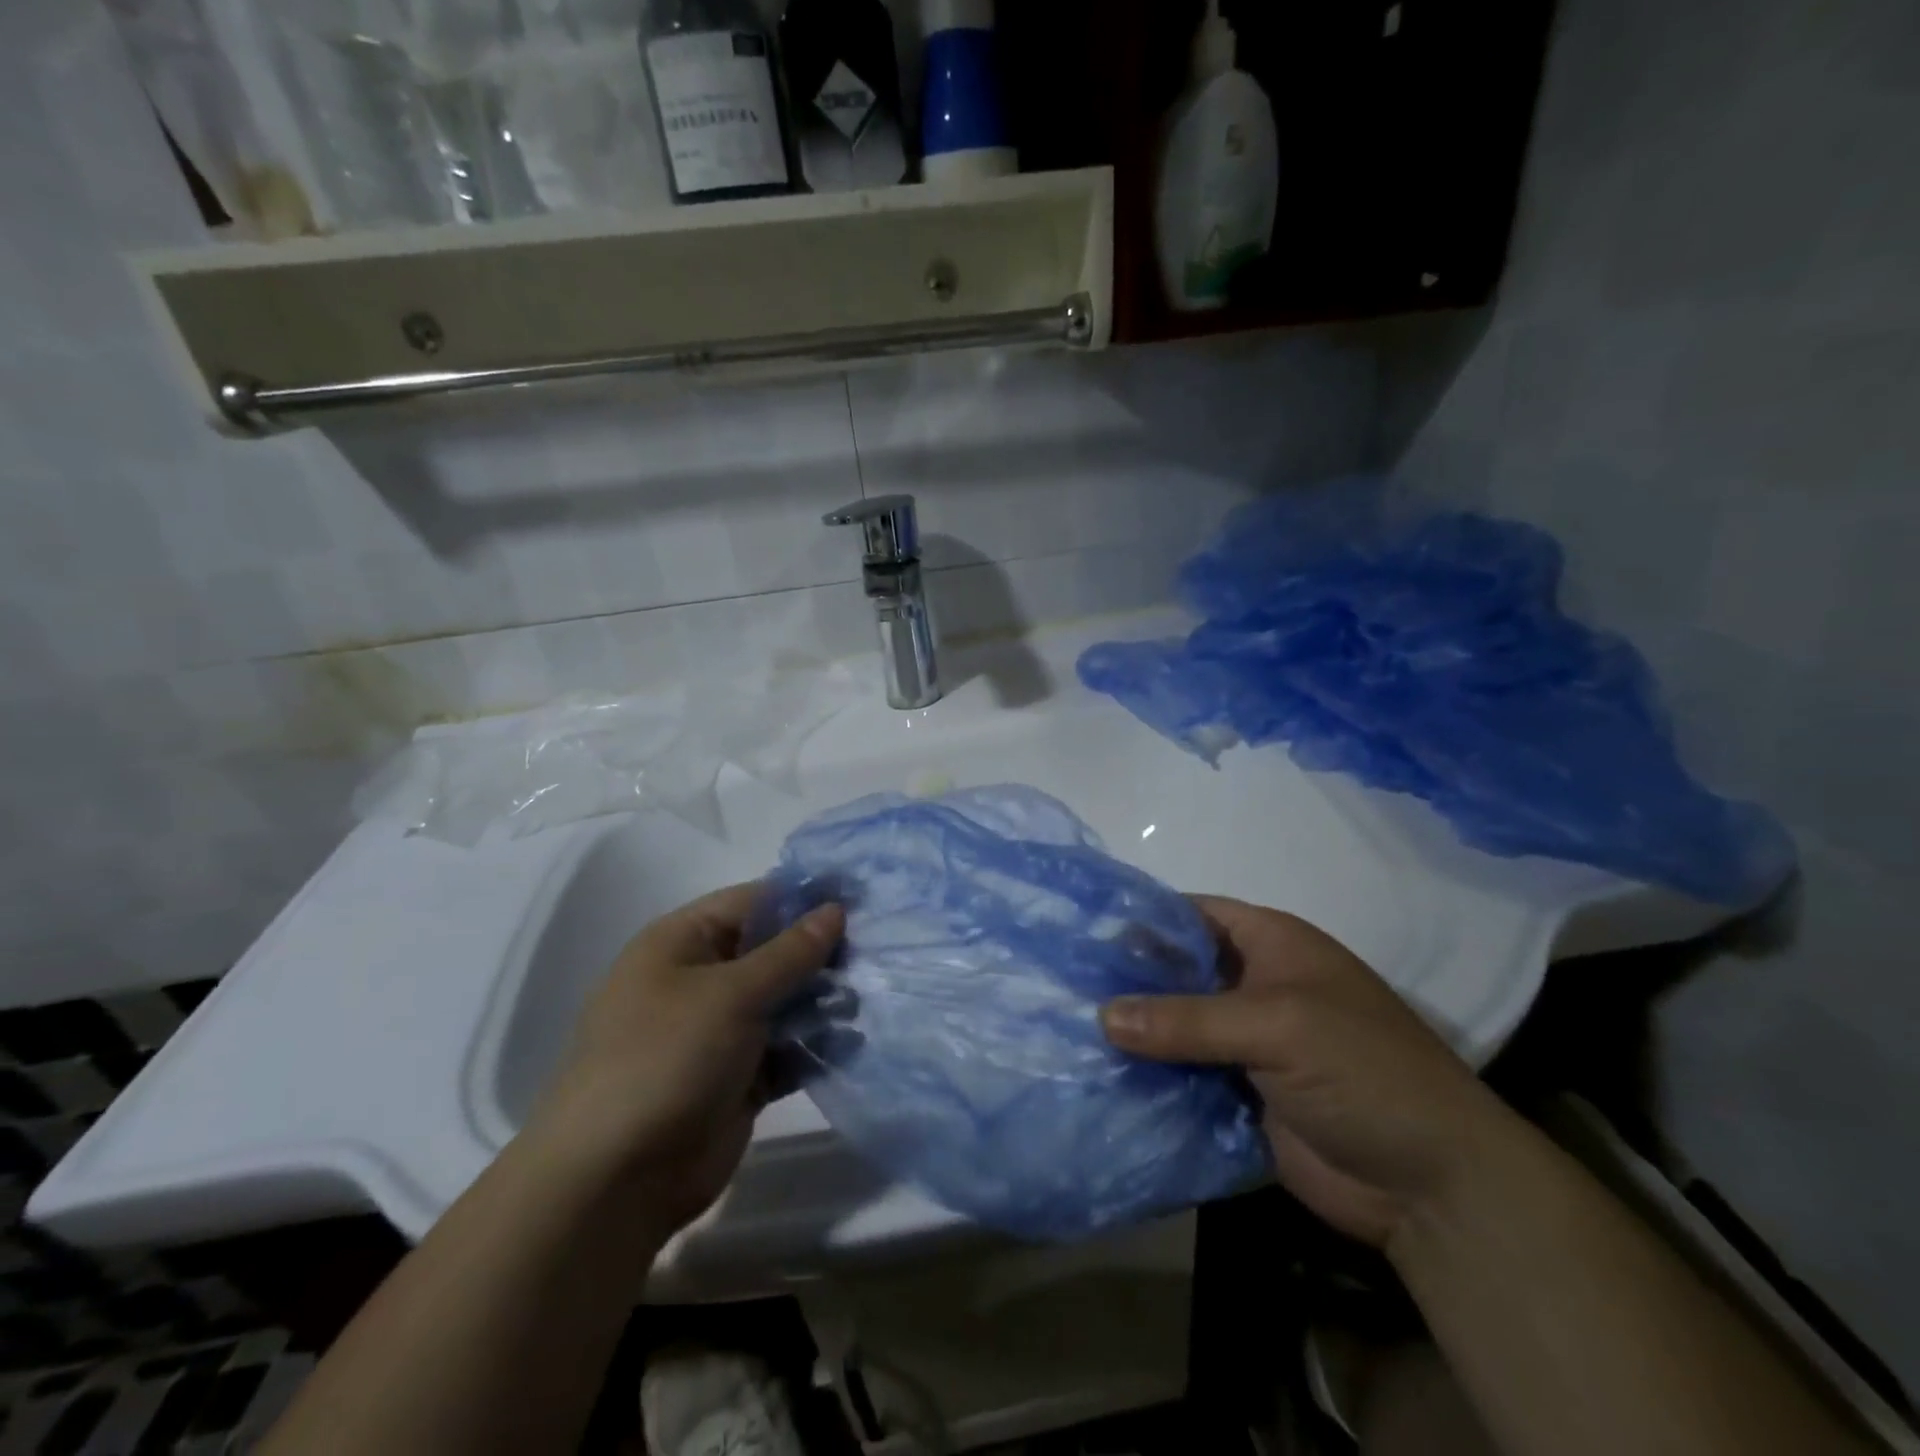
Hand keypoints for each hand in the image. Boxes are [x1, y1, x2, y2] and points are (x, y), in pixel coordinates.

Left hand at [524, 884, 842, 1240]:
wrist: (615, 1180)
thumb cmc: (667, 1058)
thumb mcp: (732, 994)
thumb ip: (790, 952)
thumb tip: (835, 910)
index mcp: (682, 943)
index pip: (753, 901)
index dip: (804, 898)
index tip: (858, 900)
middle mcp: (701, 980)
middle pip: (773, 951)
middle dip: (820, 954)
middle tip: (871, 955)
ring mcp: (719, 1031)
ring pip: (783, 1001)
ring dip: (822, 1001)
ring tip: (860, 1002)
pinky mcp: (738, 1077)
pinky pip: (785, 1049)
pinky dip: (814, 1046)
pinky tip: (849, 1044)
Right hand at [1101, 896, 1514, 1249]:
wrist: (1433, 1186)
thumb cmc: (1363, 1072)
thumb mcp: (1276, 1026)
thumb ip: (1188, 1019)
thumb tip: (1101, 1015)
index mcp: (1272, 945)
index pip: (1194, 915)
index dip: (1143, 919)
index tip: (1083, 932)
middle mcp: (1255, 985)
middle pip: (1179, 971)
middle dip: (1129, 979)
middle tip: (1063, 985)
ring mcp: (1247, 1041)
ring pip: (1177, 1025)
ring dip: (1135, 1031)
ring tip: (1067, 1029)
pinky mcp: (1240, 1092)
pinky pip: (1184, 1073)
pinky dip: (1150, 1075)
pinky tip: (1100, 1076)